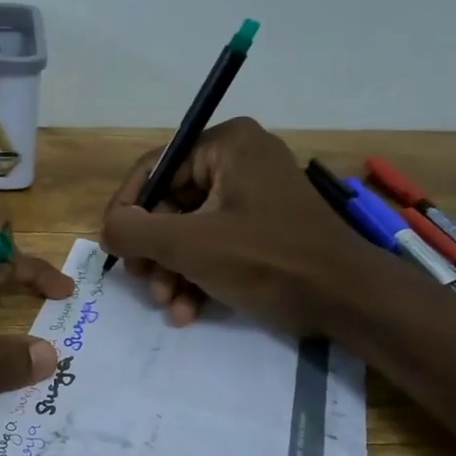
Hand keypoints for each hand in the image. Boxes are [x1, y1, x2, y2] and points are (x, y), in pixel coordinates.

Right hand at [100, 117, 376, 333]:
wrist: (347, 300)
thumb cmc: (267, 260)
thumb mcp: (190, 245)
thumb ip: (135, 231)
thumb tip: (108, 228)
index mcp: (226, 145)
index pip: (154, 169)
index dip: (126, 211)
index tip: (113, 249)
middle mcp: (239, 160)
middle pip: (170, 204)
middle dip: (154, 251)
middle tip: (144, 282)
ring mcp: (253, 196)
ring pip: (189, 230)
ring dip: (172, 271)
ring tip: (170, 304)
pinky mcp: (262, 228)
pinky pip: (214, 244)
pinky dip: (197, 276)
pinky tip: (188, 311)